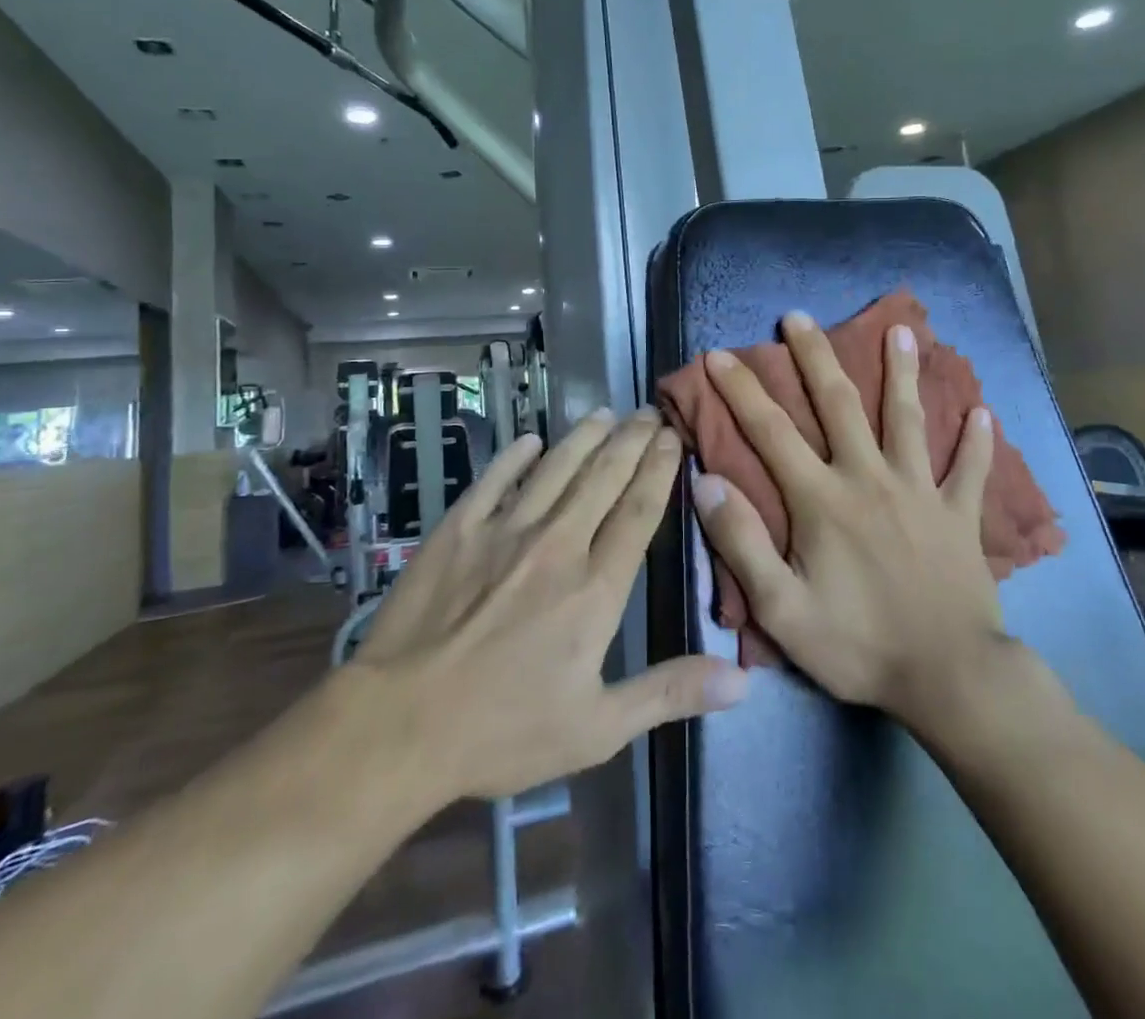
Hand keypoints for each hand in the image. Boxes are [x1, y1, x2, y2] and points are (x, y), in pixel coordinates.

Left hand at [352, 410, 747, 801]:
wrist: (401, 723)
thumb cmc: (503, 732)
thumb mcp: (597, 728)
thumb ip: (669, 692)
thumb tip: (743, 679)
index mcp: (595, 588)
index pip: (639, 512)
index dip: (659, 470)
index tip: (673, 438)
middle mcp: (557, 544)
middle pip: (603, 478)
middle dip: (631, 441)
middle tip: (648, 413)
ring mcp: (504, 530)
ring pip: (555, 468)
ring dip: (583, 437)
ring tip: (605, 413)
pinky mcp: (458, 529)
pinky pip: (494, 480)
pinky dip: (515, 457)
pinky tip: (530, 441)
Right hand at [690, 313, 1008, 729]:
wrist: (950, 679)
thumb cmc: (858, 644)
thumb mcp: (781, 609)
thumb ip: (742, 542)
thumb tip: (705, 481)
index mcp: (823, 499)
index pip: (771, 431)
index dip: (741, 390)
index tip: (719, 354)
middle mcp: (869, 478)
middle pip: (839, 404)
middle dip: (814, 356)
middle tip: (797, 316)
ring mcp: (921, 491)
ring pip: (908, 419)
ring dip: (903, 373)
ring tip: (901, 331)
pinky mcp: (960, 515)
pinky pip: (971, 470)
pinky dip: (977, 441)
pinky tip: (983, 410)